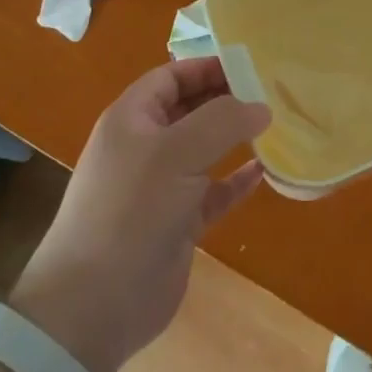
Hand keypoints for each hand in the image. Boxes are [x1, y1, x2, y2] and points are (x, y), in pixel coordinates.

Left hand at [10, 59, 269, 371]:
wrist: (94, 305)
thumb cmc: (131, 211)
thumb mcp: (176, 152)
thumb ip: (223, 120)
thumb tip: (262, 106)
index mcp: (132, 120)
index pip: (172, 76)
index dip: (208, 67)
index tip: (253, 66)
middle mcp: (145, 147)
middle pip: (191, 109)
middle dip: (228, 99)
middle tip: (273, 93)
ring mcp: (161, 187)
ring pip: (205, 150)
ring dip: (236, 138)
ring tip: (277, 125)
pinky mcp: (177, 222)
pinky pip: (214, 191)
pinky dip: (237, 180)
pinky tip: (265, 171)